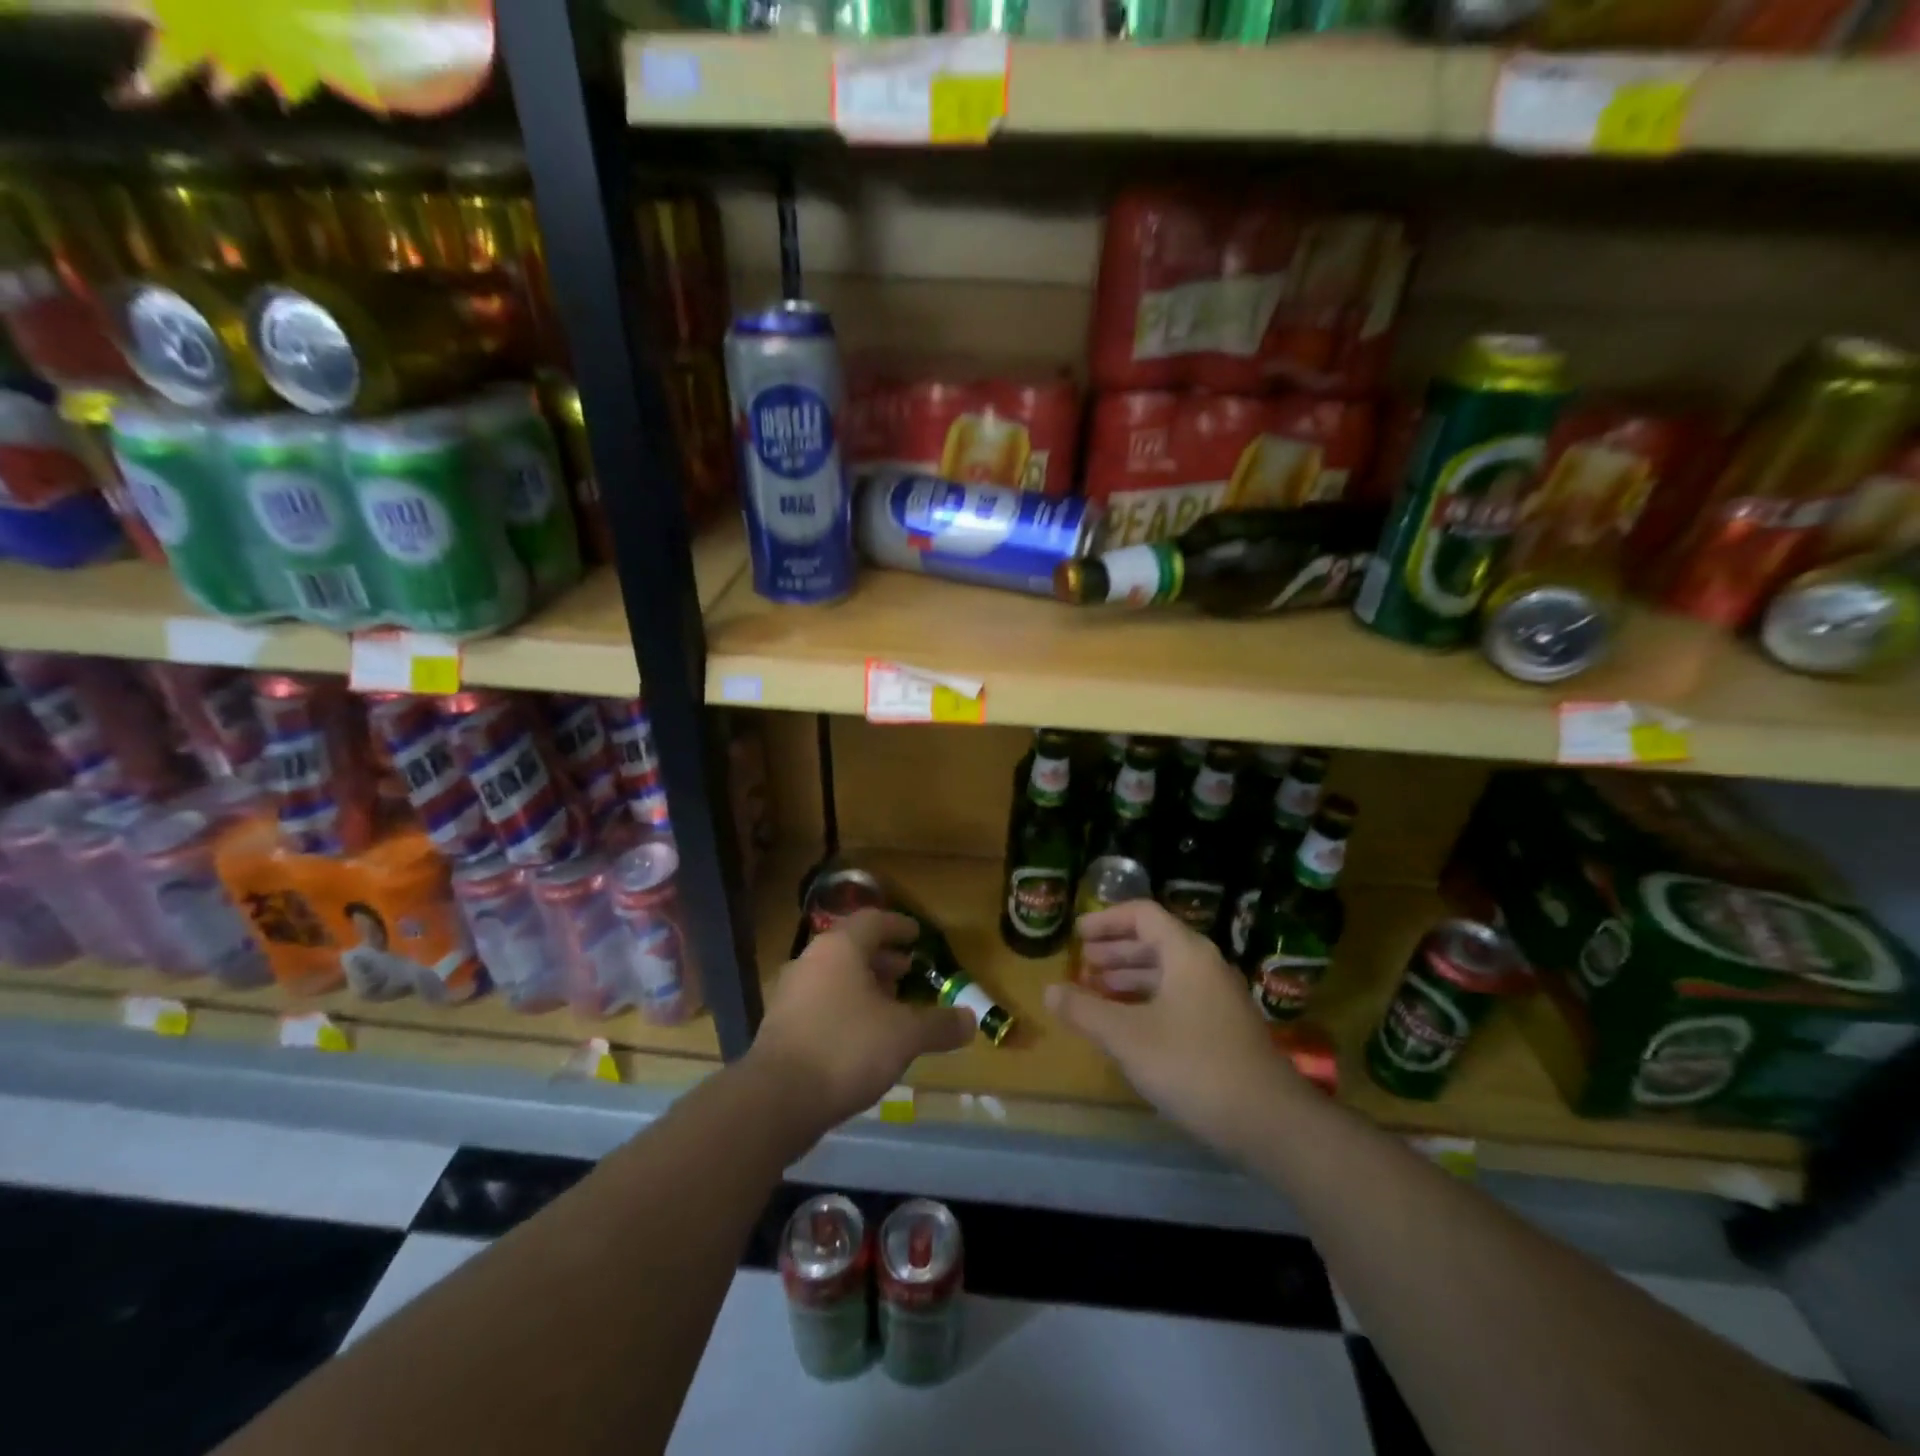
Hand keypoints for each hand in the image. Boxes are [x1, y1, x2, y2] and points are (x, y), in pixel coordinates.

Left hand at [750, 909, 976, 1130]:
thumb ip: (939, 1025)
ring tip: (891, 1007)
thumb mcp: (904, 1036)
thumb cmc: (846, 1049)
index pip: (873, 921)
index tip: (917, 936)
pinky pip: (821, 1004)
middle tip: (908, 972)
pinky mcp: (780, 1027)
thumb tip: (972, 1020)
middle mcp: (811, 961)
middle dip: (883, 960)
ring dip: (864, 986)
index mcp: (839, 948)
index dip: (898, 926)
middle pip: (852, 949)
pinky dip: (846, 1009)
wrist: (776, 1100)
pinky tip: (864, 1037)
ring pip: (835, 978)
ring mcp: (790, 994)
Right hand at [1044, 900, 1302, 1156]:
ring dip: (1129, 978)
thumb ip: (1085, 1010)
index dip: (1106, 920)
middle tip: (1082, 965)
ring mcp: (1218, 999)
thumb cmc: (1192, 1065)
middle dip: (1114, 951)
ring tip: (1096, 992)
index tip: (1077, 935)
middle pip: (1154, 942)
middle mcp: (1205, 966)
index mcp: (1186, 953)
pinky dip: (1147, 1001)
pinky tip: (1127, 1025)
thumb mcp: (1127, 1036)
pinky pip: (1178, 998)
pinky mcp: (1224, 1029)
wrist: (1269, 1122)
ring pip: (1166, 973)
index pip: (1142, 915)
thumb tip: (1048, 991)